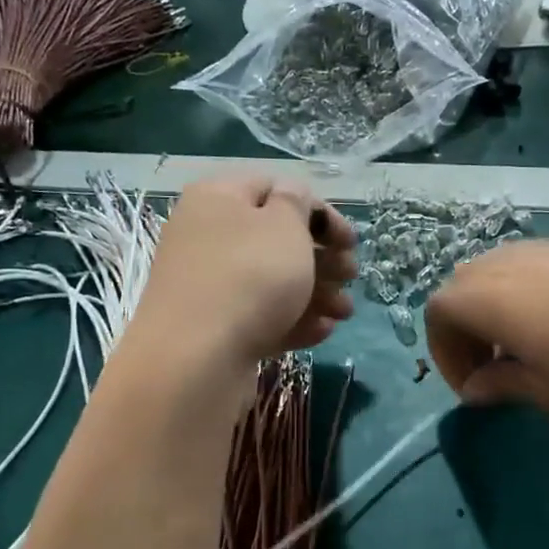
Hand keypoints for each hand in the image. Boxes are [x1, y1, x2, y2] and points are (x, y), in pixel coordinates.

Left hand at [131, 176, 356, 376]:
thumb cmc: (249, 276)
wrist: (197, 357)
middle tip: (351, 275)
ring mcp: (209, 286)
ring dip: (316, 293)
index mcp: (218, 199)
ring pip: (272, 282)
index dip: (318, 211)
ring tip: (345, 313)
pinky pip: (260, 316)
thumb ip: (296, 203)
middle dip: (322, 258)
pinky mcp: (215, 328)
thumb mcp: (284, 225)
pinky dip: (293, 320)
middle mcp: (208, 236)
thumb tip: (291, 197)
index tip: (349, 240)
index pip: (274, 190)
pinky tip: (322, 332)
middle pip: (275, 240)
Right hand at [424, 240, 548, 431]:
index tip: (474, 391)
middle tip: (493, 370)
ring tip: (528, 351)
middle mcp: (514, 263)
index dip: (444, 353)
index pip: (438, 311)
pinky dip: (529, 297)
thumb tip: (477, 386)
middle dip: (466, 328)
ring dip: (497, 310)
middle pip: (465, 284)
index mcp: (491, 297)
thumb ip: (504, 384)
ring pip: (501, 272)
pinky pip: (537, 268)